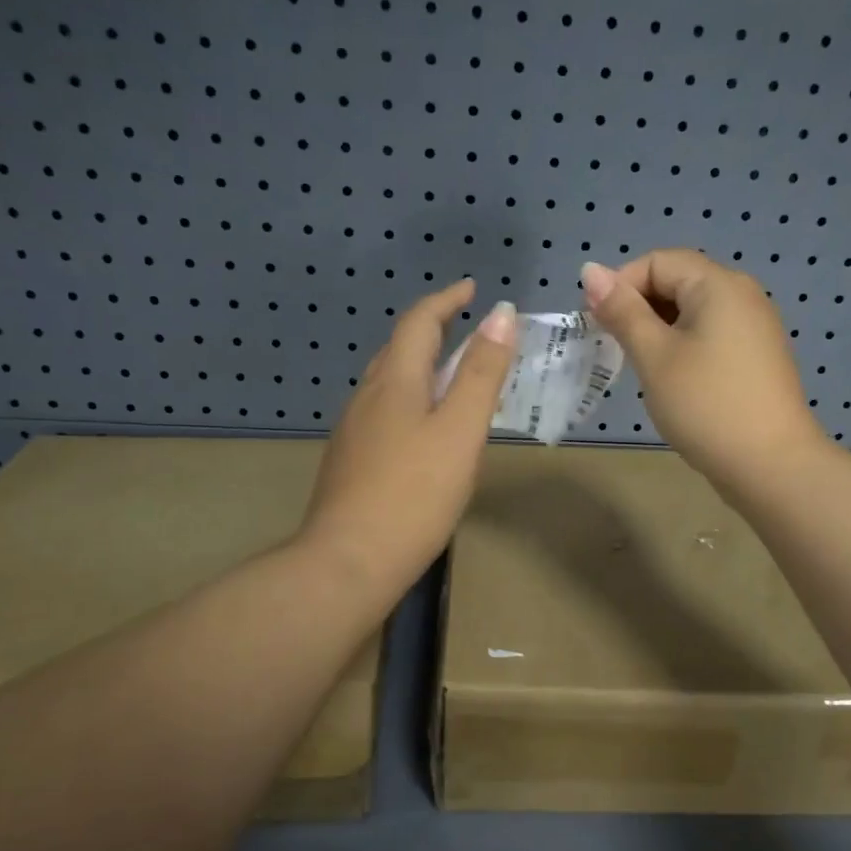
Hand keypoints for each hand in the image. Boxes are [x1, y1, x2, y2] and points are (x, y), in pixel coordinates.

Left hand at [300, 279, 516, 594]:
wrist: (348, 562)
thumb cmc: (414, 494)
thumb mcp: (461, 431)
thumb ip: (481, 373)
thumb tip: (501, 315)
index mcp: (395, 382)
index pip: (419, 322)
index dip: (446, 300)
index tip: (473, 289)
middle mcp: (367, 397)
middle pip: (399, 348)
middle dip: (433, 330)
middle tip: (468, 331)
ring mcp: (353, 431)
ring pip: (389, 382)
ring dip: (420, 366)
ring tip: (452, 377)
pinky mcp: (350, 461)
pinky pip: (384, 412)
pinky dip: (410, 399)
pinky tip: (423, 429)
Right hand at [581, 251, 827, 493]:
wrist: (769, 465)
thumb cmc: (705, 405)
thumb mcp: (654, 356)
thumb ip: (622, 311)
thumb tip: (590, 269)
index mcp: (718, 284)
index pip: (657, 261)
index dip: (621, 286)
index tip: (599, 326)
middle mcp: (742, 294)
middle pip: (677, 281)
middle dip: (639, 308)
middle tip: (615, 349)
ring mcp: (755, 326)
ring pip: (692, 311)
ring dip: (658, 330)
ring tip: (641, 367)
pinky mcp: (757, 356)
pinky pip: (711, 334)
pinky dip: (683, 346)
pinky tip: (673, 380)